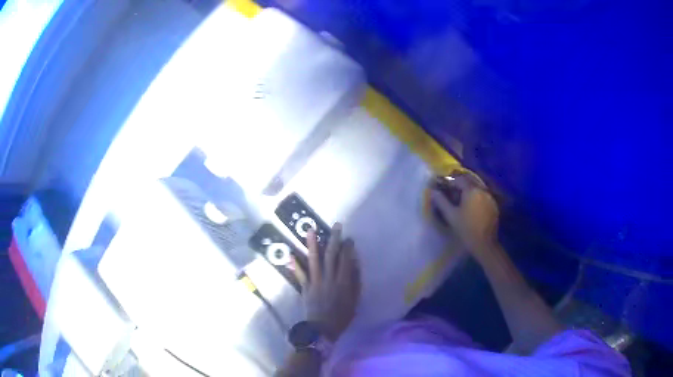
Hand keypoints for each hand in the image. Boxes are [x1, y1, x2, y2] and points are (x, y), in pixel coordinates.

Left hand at [292, 223, 360, 341]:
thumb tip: (355, 265)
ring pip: (313, 260)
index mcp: (343, 283)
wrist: (322, 329)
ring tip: (310, 230)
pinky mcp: (305, 287)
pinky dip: (295, 264)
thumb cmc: (341, 317)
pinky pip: (299, 274)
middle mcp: (328, 279)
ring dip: (312, 244)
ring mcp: (314, 282)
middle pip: (331, 255)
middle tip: (336, 226)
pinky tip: (291, 254)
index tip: (349, 238)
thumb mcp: (354, 301)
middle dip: (333, 239)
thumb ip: (355, 283)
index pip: (346, 260)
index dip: (348, 248)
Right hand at [431, 174, 499, 258]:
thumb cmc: (466, 229)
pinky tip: (472, 206)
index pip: (459, 179)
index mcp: (471, 190)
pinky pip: (483, 195)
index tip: (442, 187)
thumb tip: (433, 191)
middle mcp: (482, 189)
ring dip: (468, 190)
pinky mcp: (494, 205)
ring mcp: (490, 197)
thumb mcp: (451, 215)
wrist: (484, 244)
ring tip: (461, 199)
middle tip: (451, 192)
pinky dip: (476, 196)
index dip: (449, 182)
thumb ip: (441, 201)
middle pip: (469, 181)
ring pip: (477, 188)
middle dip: (459, 184)